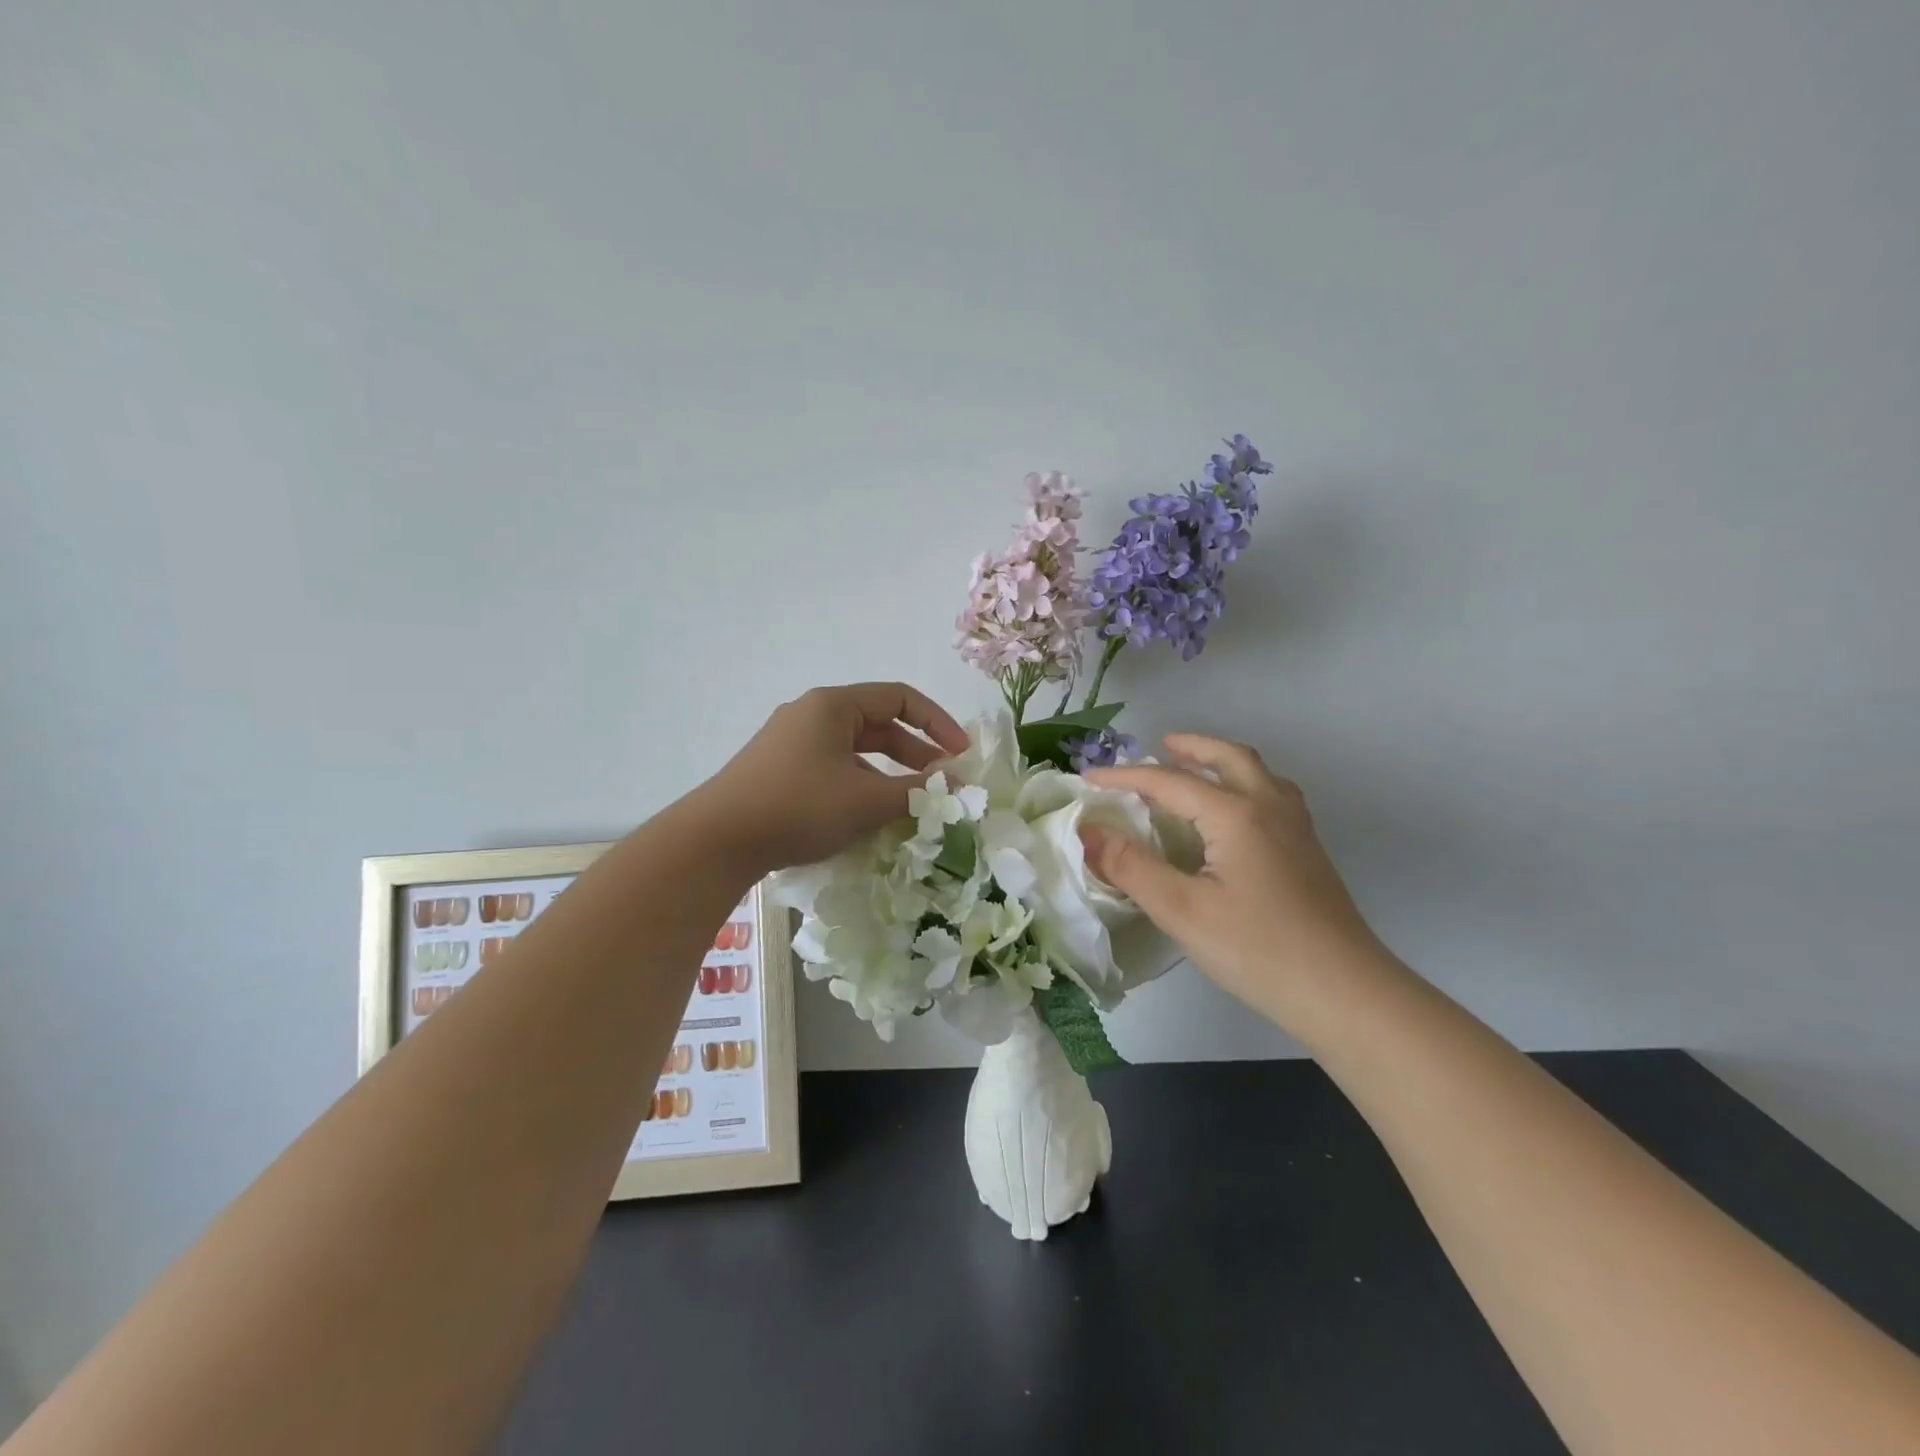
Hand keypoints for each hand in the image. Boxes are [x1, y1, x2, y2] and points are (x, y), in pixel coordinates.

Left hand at [696, 682, 968, 873]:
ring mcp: (792, 744)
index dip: (937, 723)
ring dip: (888, 776)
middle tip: (943, 783)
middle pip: (878, 725)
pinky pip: (834, 770)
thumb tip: (955, 785)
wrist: (717, 840)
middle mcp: (812, 715)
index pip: (900, 698)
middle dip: (915, 754)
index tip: (961, 755)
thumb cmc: (799, 806)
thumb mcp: (866, 800)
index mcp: (833, 705)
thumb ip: (916, 791)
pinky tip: (870, 819)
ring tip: (912, 806)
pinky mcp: (780, 772)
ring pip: (856, 753)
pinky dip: (860, 788)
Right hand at [1081, 736, 1382, 1029]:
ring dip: (1222, 760)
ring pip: (1257, 773)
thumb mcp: (1182, 910)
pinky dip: (1245, 783)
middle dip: (1191, 747)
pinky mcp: (1308, 851)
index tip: (1088, 779)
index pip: (1169, 782)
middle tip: (1159, 745)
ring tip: (1196, 769)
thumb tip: (1087, 831)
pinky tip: (1235, 814)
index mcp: (1235, 814)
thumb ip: (1131, 866)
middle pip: (1228, 757)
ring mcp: (1296, 828)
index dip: (1124, 777)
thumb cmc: (1257, 950)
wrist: (1345, 993)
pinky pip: (1272, 794)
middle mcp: (1269, 806)